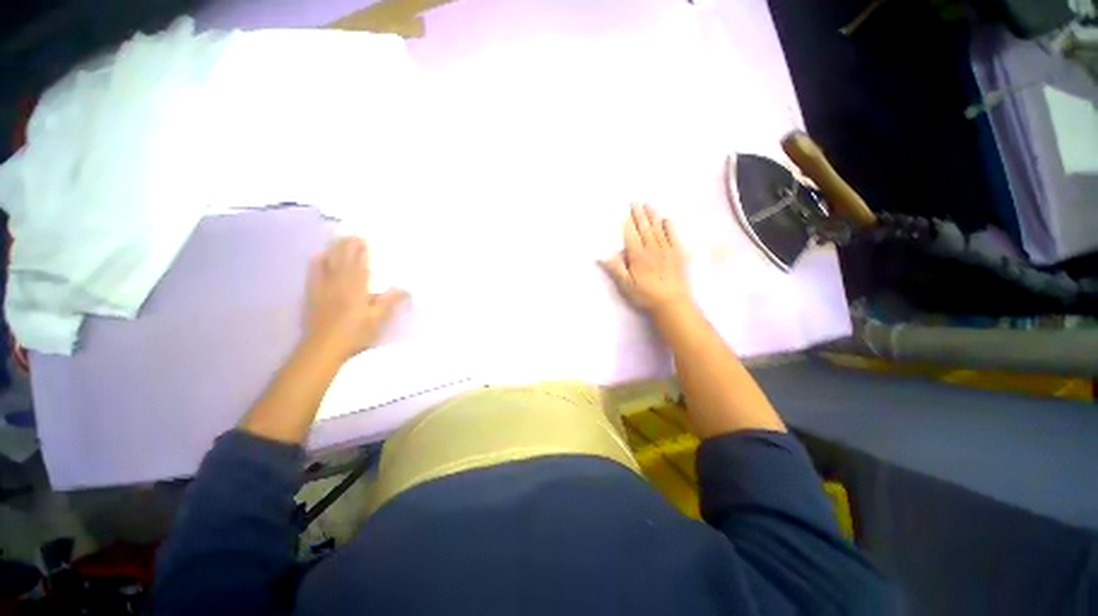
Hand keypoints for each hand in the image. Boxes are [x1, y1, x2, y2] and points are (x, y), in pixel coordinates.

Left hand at [304, 236, 406, 361]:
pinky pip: (313, 273)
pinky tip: (318, 255)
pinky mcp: (312, 294)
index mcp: (356, 288)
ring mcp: (323, 287)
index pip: (359, 264)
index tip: (364, 237)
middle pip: (343, 259)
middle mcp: (338, 283)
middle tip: (353, 233)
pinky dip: (317, 262)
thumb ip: (389, 301)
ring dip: (334, 249)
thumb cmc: (355, 334)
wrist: (323, 348)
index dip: (361, 250)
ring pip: (328, 262)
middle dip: (348, 245)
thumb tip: (404, 287)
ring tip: (339, 238)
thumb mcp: (377, 319)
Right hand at [601, 204, 691, 315]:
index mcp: (638, 256)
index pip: (631, 236)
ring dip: (653, 216)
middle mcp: (652, 249)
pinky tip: (667, 220)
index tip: (624, 211)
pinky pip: (674, 237)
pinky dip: (670, 227)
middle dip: (639, 215)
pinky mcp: (678, 255)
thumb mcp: (626, 285)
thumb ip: (616, 268)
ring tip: (648, 205)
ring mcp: (667, 251)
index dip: (627, 223)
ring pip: (658, 229)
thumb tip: (602, 254)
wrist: (672, 303)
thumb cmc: (645, 296)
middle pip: (644, 229)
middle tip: (636, 202)